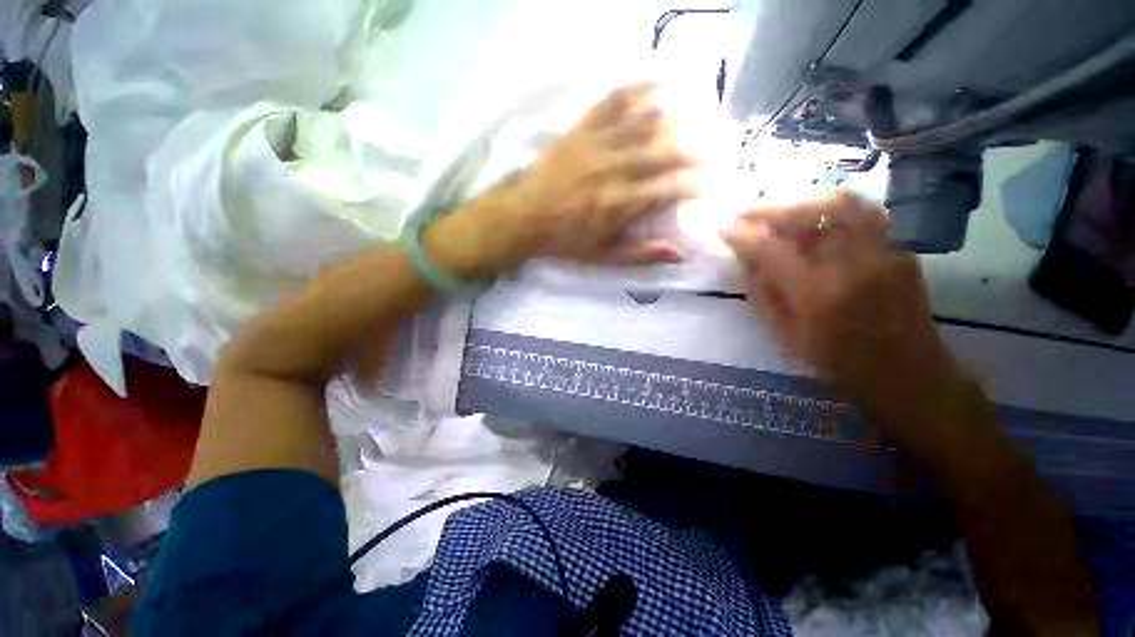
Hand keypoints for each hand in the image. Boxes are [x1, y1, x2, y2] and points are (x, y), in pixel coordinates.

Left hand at [425, 84, 700, 276]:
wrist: (524, 218)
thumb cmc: (565, 241)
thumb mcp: (603, 257)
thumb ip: (641, 254)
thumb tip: (679, 253)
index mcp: (620, 204)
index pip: (669, 188)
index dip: (695, 184)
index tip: (712, 183)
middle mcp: (614, 170)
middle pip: (664, 152)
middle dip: (696, 149)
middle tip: (718, 146)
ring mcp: (597, 145)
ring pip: (645, 124)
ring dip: (678, 119)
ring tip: (701, 117)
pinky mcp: (581, 130)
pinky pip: (612, 102)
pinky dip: (638, 89)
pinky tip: (660, 84)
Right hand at [722, 193, 978, 451]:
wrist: (908, 374)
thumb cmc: (838, 362)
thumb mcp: (784, 335)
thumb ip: (762, 293)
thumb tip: (745, 259)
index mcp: (818, 295)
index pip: (772, 249)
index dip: (744, 234)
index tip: (724, 228)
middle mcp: (854, 265)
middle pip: (814, 209)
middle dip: (773, 205)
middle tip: (748, 211)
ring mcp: (884, 252)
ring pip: (844, 201)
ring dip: (803, 199)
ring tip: (779, 209)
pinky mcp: (899, 249)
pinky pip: (862, 213)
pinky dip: (830, 208)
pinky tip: (812, 219)